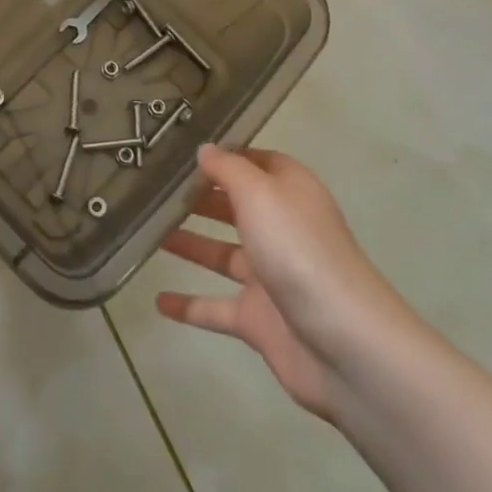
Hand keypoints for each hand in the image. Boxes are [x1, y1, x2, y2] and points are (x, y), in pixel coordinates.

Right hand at [156, 145, 407, 427]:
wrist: (343, 344)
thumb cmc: (298, 250)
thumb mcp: (259, 193)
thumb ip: (227, 169)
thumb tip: (205, 149)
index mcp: (289, 193)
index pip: (256, 162)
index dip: (225, 154)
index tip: (182, 148)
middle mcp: (281, 229)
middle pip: (235, 206)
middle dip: (199, 197)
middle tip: (153, 187)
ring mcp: (270, 277)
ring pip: (221, 254)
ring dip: (188, 243)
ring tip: (147, 232)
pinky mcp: (259, 320)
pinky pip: (215, 307)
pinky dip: (189, 305)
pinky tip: (158, 301)